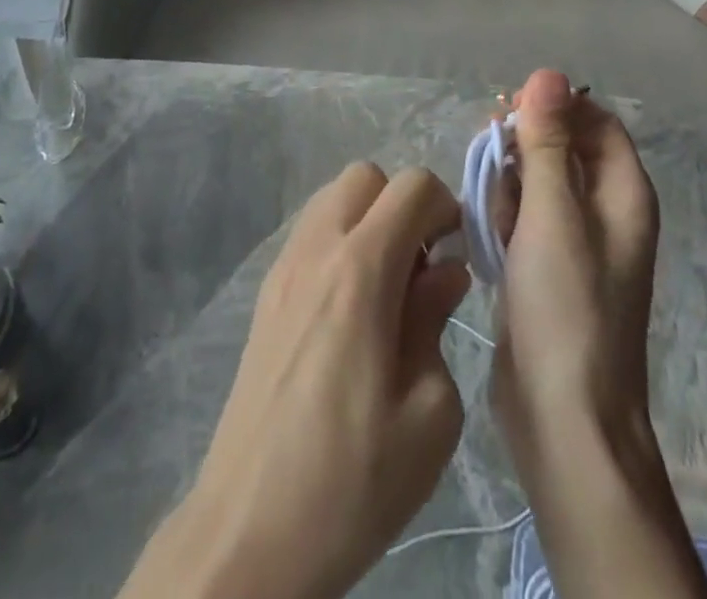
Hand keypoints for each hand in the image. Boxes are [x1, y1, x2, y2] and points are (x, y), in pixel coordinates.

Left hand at [119, 163, 470, 598]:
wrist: (249, 530)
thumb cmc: (352, 479)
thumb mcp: (429, 413)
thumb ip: (436, 320)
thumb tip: (446, 270)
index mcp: (360, 270)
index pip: (412, 185)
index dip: (446, 207)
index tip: (457, 255)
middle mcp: (316, 249)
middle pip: (366, 177)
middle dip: (403, 205)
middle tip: (420, 268)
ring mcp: (282, 267)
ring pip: (332, 199)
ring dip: (368, 221)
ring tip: (386, 290)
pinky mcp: (265, 293)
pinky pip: (310, 234)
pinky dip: (339, 243)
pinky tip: (350, 311)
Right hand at [494, 68, 659, 450]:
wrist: (562, 416)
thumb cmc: (565, 306)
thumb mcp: (552, 213)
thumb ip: (548, 141)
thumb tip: (548, 73)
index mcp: (624, 193)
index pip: (596, 121)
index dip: (555, 106)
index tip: (508, 111)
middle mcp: (606, 212)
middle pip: (564, 147)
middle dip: (524, 145)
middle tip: (489, 155)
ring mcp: (577, 242)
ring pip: (539, 182)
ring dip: (509, 182)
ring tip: (490, 208)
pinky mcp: (548, 266)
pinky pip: (526, 217)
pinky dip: (505, 215)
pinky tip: (488, 234)